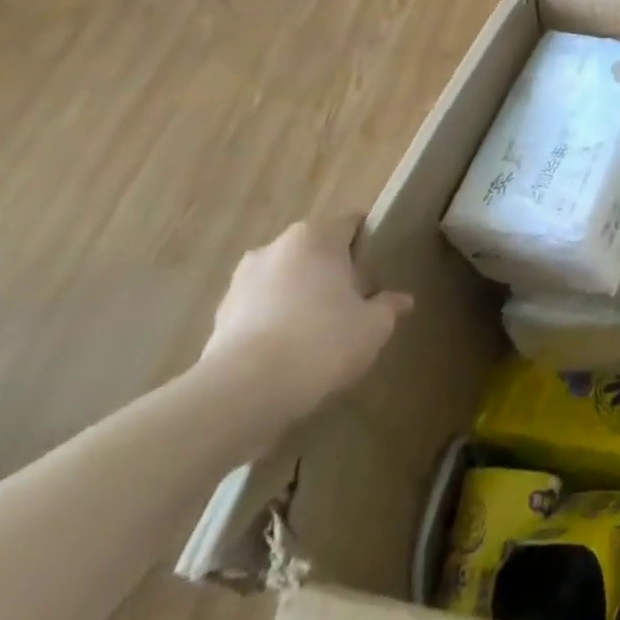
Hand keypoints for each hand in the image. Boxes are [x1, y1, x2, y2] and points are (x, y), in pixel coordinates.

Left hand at [199, 217, 412, 431]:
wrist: (241, 395)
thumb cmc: (321, 343)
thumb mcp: (373, 327)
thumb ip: (389, 307)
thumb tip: (402, 300)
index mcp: (316, 236)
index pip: (352, 224)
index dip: (370, 246)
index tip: (380, 275)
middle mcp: (276, 247)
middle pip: (316, 252)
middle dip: (333, 274)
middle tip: (353, 306)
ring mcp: (241, 281)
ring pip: (285, 281)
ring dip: (300, 299)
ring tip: (317, 336)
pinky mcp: (218, 318)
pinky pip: (259, 311)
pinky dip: (273, 325)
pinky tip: (287, 356)